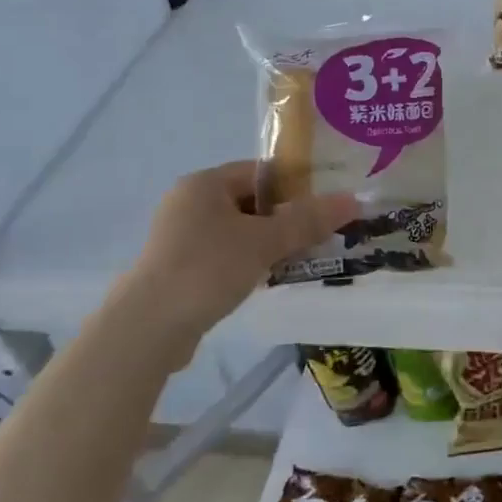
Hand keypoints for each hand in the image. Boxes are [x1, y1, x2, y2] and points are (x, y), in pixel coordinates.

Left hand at [107, 162, 356, 365]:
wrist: (147, 329)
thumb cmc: (207, 269)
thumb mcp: (265, 241)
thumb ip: (309, 220)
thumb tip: (355, 200)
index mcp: (204, 183)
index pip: (261, 171)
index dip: (297, 185)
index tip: (326, 204)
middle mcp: (189, 203)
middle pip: (252, 201)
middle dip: (287, 218)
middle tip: (320, 234)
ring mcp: (180, 237)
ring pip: (240, 230)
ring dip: (271, 242)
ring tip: (302, 258)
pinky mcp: (178, 268)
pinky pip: (225, 254)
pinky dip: (250, 261)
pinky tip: (270, 279)